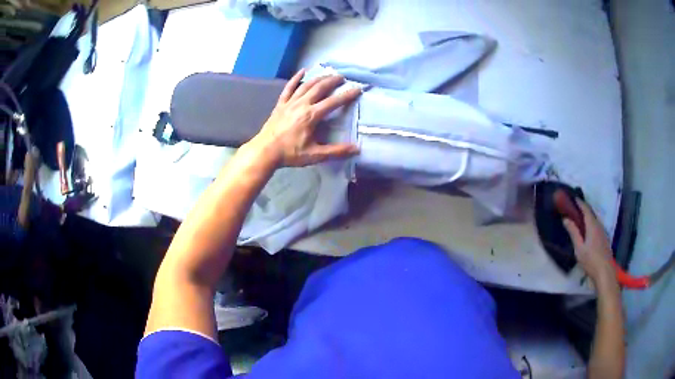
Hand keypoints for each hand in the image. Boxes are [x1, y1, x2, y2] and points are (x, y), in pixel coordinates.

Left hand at [251, 69, 361, 166]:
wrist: (265, 151)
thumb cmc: (290, 153)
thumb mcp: (315, 155)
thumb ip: (336, 151)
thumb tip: (356, 149)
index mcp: (311, 115)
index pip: (333, 102)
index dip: (347, 95)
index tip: (357, 89)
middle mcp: (302, 104)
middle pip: (320, 88)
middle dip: (332, 81)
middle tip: (342, 77)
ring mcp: (290, 102)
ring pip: (306, 85)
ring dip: (318, 78)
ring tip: (328, 74)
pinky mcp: (281, 104)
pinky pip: (289, 88)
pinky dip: (296, 78)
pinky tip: (302, 71)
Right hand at [563, 199, 616, 285]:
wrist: (605, 272)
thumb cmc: (591, 260)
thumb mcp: (579, 248)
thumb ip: (573, 233)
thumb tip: (565, 219)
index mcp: (592, 225)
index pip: (586, 209)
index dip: (579, 203)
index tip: (573, 198)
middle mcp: (599, 225)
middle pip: (591, 214)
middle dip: (583, 209)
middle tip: (574, 209)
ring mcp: (603, 232)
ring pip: (594, 220)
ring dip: (587, 217)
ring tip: (579, 220)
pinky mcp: (604, 239)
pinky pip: (596, 227)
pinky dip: (590, 224)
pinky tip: (587, 232)